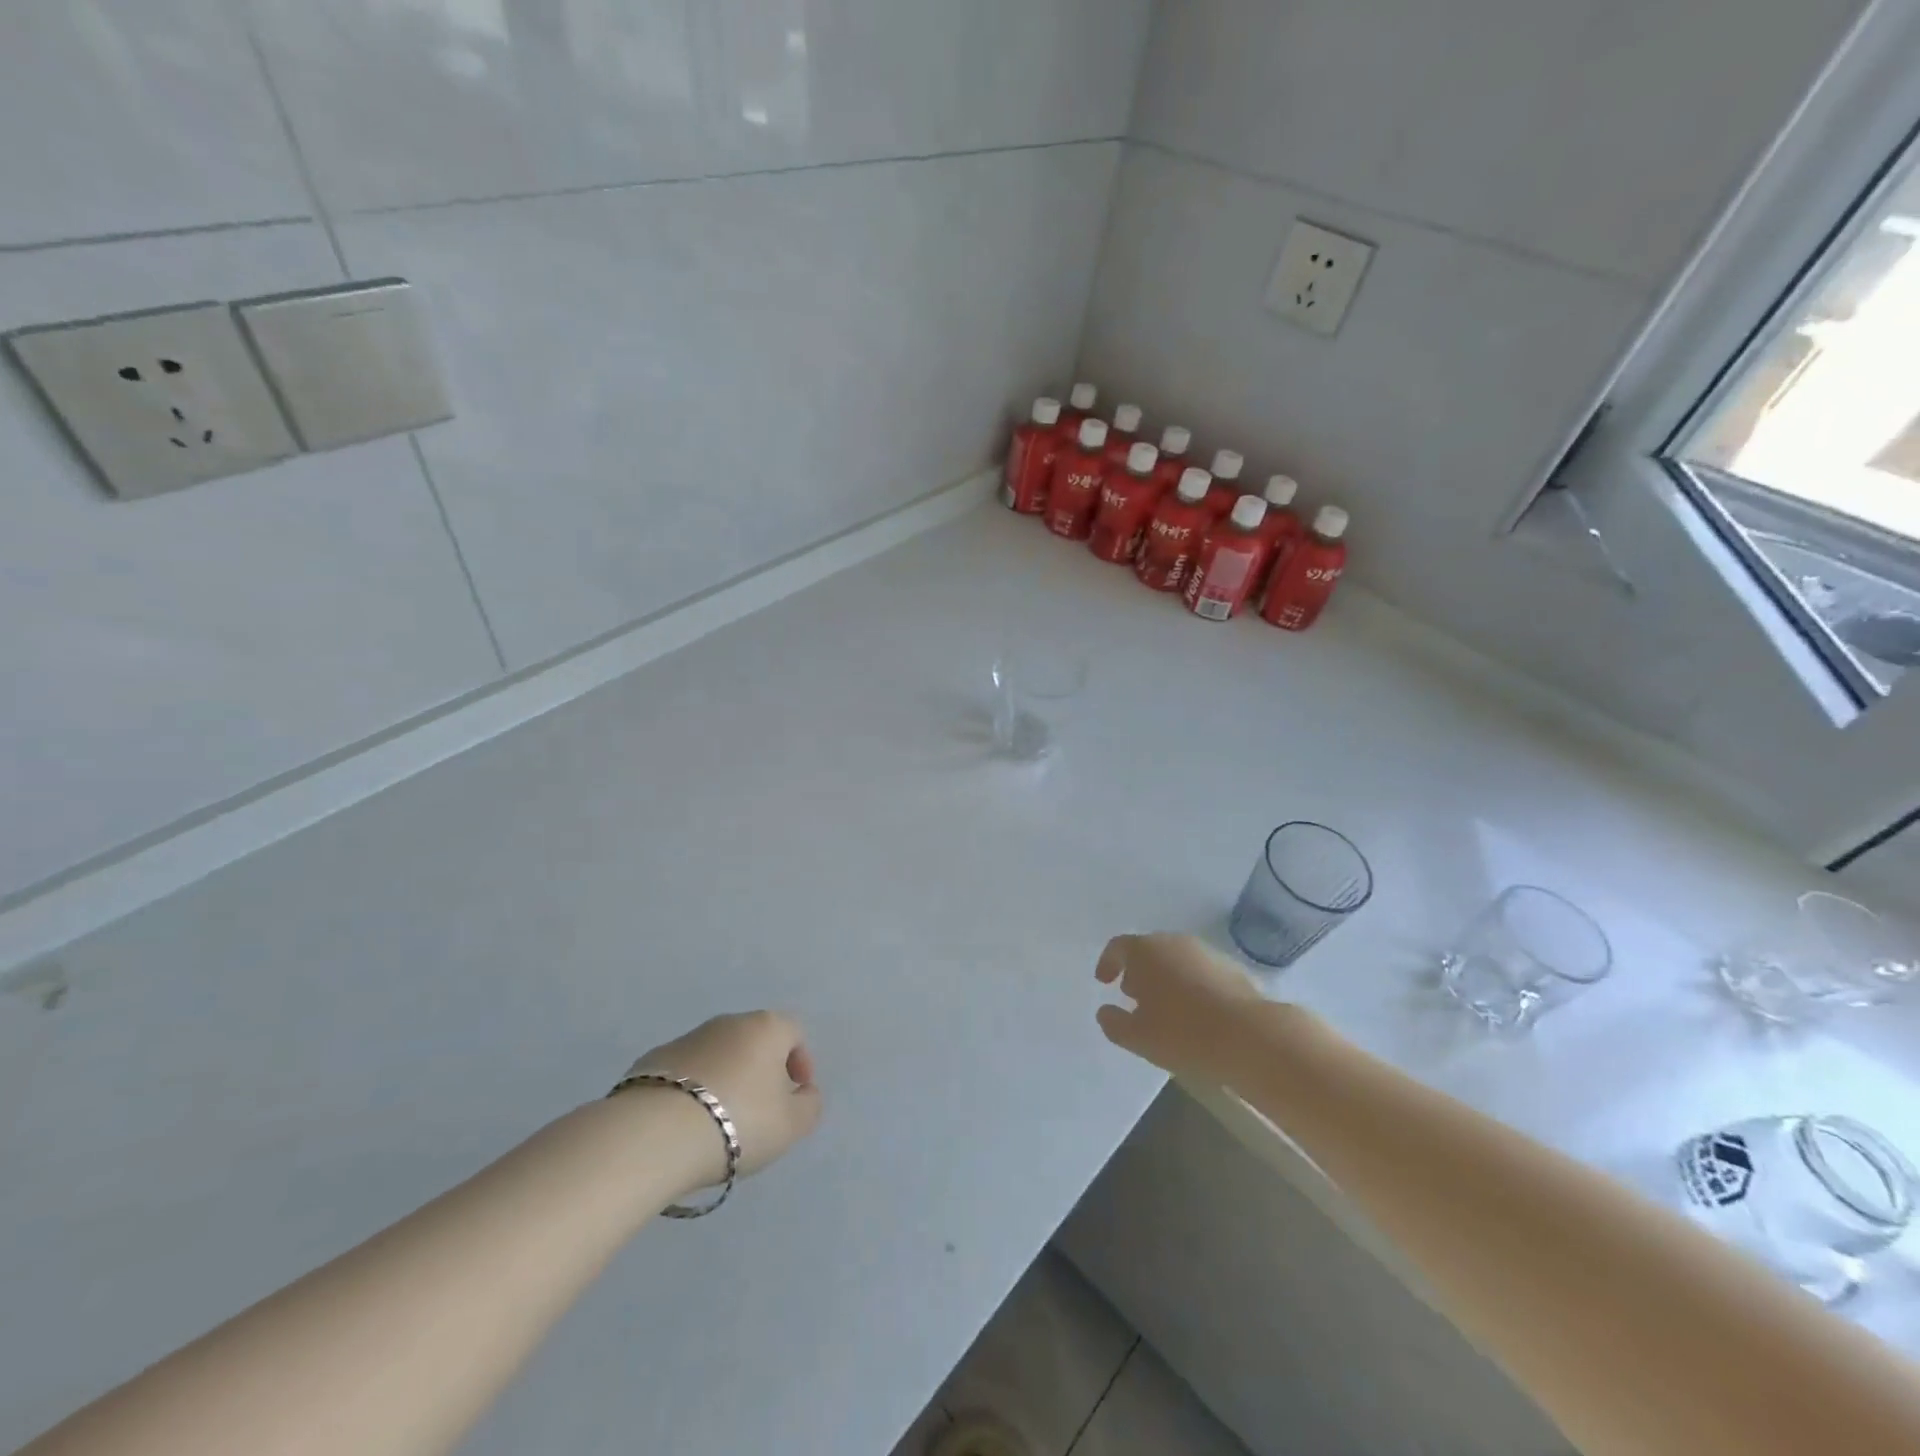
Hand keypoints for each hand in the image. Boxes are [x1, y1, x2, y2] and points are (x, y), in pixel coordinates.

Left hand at [627, 1012, 822, 1186]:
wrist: (655, 1134)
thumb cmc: (738, 1121)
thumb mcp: (791, 1124)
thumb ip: (809, 1105)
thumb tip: (805, 1093)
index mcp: (766, 1027)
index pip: (794, 1032)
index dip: (801, 1063)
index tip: (795, 1096)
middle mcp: (728, 1022)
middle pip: (755, 1041)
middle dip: (762, 1071)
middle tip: (760, 1111)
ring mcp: (687, 1038)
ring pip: (718, 1055)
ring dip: (726, 1079)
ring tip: (719, 1123)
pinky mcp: (651, 1060)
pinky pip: (685, 1072)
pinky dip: (692, 1091)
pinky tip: (686, 1124)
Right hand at [1095, 934, 1265, 1080]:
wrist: (1250, 1036)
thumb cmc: (1183, 1033)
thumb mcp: (1137, 1037)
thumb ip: (1114, 1023)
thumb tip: (1105, 1012)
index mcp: (1146, 950)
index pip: (1118, 947)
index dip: (1108, 963)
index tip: (1104, 982)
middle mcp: (1175, 942)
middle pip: (1149, 950)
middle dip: (1138, 971)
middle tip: (1132, 995)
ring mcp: (1206, 952)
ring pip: (1176, 959)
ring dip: (1165, 978)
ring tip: (1164, 1008)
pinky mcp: (1232, 968)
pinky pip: (1199, 972)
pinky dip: (1190, 985)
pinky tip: (1194, 1013)